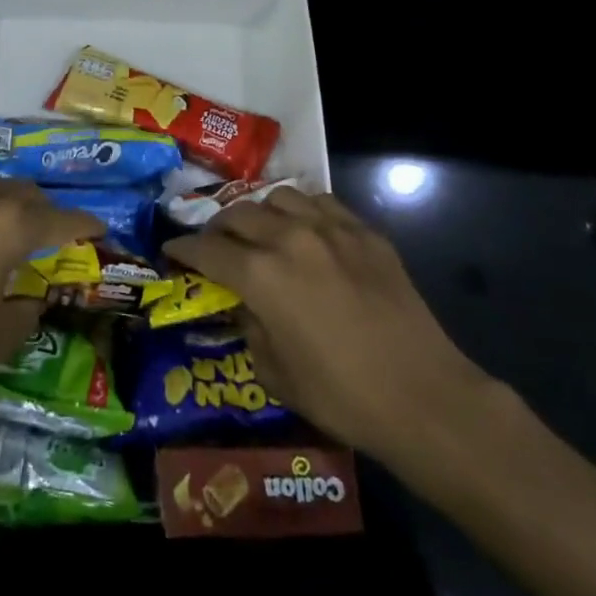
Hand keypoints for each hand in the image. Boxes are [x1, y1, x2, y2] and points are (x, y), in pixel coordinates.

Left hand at [0, 175, 101, 412]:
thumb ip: (26, 310)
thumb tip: (31, 297)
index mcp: (10, 224)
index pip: (62, 219)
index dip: (85, 225)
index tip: (99, 229)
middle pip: (22, 192)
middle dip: (42, 209)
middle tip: (48, 232)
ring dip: (0, 201)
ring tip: (0, 223)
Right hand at [161, 187, 492, 476]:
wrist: (424, 396)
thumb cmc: (343, 397)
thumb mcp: (276, 375)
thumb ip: (250, 330)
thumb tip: (246, 307)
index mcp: (261, 276)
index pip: (207, 250)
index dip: (182, 249)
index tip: (171, 250)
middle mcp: (290, 239)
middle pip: (238, 215)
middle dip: (217, 228)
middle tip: (214, 244)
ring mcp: (331, 229)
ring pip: (278, 198)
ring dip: (259, 213)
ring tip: (260, 231)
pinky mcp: (365, 232)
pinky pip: (321, 203)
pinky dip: (303, 210)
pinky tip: (305, 228)